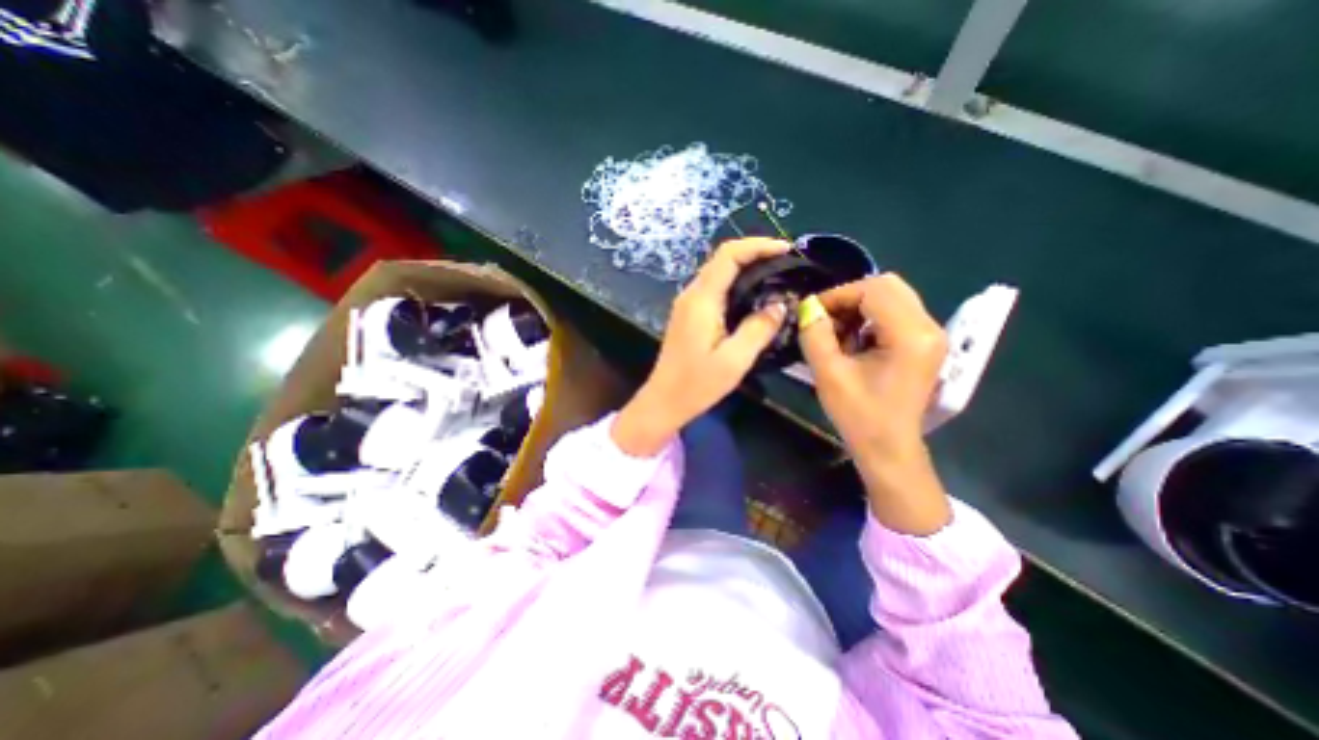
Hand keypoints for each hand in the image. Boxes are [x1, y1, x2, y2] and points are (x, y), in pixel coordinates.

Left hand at [609, 238, 786, 455]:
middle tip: (786, 262)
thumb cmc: (697, 384)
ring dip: (746, 266)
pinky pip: (714, 287)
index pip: (728, 255)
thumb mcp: (734, 360)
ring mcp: (688, 303)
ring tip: (775, 274)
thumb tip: (780, 305)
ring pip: (718, 272)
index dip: (758, 245)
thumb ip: (759, 329)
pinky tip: (754, 295)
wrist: (664, 400)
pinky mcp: (689, 314)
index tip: (786, 250)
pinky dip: (736, 282)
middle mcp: (691, 294)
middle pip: (722, 258)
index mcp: (701, 300)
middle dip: (755, 252)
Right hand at [794, 276, 947, 534]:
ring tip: (836, 331)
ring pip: (891, 297)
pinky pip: (895, 313)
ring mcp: (930, 335)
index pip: (873, 289)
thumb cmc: (859, 416)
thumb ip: (815, 334)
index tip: (811, 312)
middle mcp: (928, 327)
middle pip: (887, 286)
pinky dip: (869, 318)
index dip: (838, 295)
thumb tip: (808, 306)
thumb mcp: (829, 374)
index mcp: (910, 335)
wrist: (888, 449)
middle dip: (849, 297)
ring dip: (859, 307)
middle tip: (824, 318)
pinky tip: (853, 340)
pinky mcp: (924, 343)